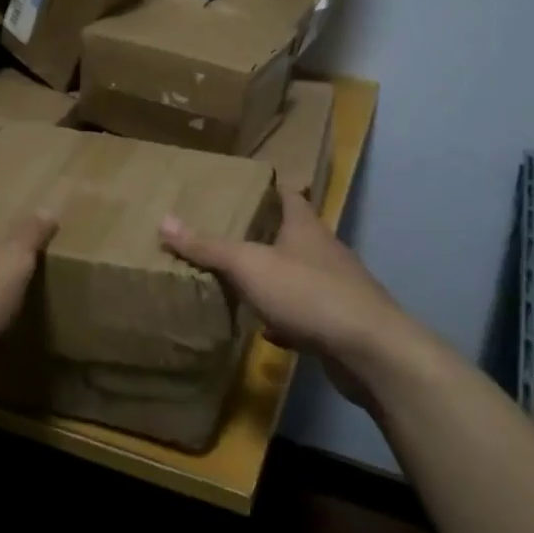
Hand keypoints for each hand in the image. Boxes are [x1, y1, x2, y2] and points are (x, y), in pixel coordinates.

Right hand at [160, 190, 413, 410]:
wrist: (369, 349)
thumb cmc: (307, 293)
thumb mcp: (249, 265)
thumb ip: (208, 247)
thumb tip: (164, 220)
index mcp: (305, 228)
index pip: (290, 195)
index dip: (272, 186)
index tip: (251, 183)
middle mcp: (324, 251)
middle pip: (295, 234)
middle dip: (268, 233)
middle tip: (233, 232)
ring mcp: (336, 288)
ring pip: (299, 275)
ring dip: (275, 277)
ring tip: (244, 279)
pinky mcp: (340, 323)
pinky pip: (306, 313)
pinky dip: (285, 318)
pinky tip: (267, 330)